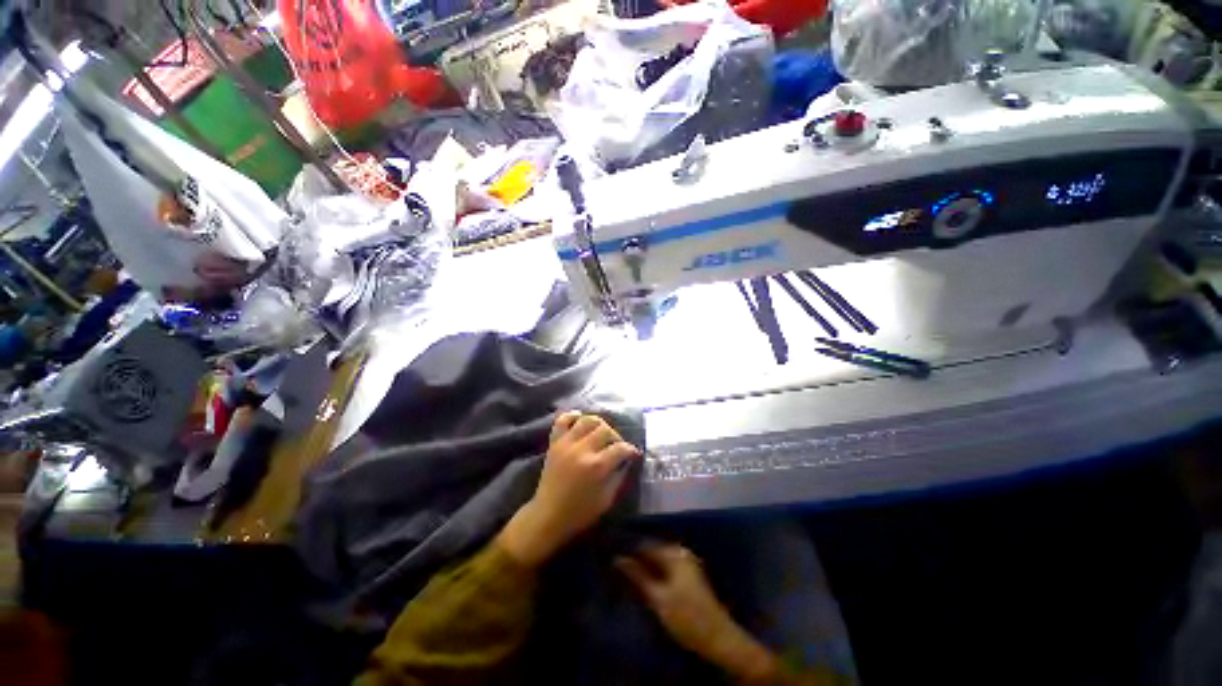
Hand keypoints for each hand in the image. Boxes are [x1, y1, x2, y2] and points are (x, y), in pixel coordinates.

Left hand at [496, 412, 640, 566]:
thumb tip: (627, 460)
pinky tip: (580, 419)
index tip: (634, 454)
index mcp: (597, 466)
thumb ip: (619, 476)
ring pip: (587, 420)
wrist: (548, 516)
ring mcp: (566, 444)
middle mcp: (582, 450)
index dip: (631, 450)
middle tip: (617, 446)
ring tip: (601, 433)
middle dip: (616, 437)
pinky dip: (572, 416)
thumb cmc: (580, 512)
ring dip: (599, 424)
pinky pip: (562, 420)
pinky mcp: (554, 443)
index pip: (620, 448)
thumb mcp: (607, 499)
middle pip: (605, 430)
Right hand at [617, 543, 780, 681]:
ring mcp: (687, 564)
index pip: (646, 544)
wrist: (717, 638)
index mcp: (674, 553)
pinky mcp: (689, 577)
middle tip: (618, 565)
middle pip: (653, 551)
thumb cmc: (686, 616)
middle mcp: (681, 553)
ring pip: (659, 561)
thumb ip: (637, 575)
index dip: (629, 549)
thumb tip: (618, 558)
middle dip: (637, 558)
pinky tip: (645, 581)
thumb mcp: (658, 597)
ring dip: (645, 566)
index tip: (612, 554)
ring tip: (627, 574)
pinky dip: (655, 573)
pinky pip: (667, 568)